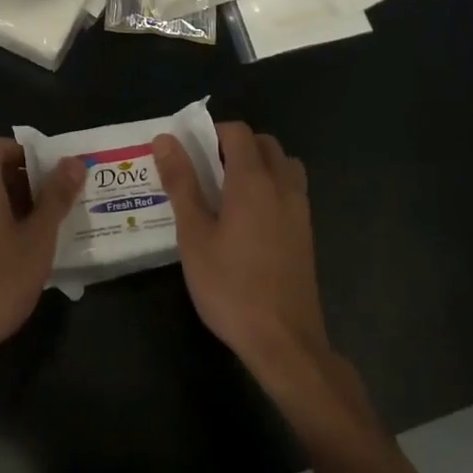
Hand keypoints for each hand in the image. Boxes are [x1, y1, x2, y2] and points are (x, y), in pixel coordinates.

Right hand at [154, 122, 332, 389]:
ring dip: (259, 164)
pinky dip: (272, 186)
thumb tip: (166, 139)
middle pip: (264, 144)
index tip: (189, 152)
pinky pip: (291, 189)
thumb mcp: (194, 235)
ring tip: (229, 191)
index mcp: (253, 180)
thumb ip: (181, 183)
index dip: (212, 132)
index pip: (237, 132)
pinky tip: (249, 219)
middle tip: (205, 170)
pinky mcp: (306, 232)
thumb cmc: (230, 286)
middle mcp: (282, 185)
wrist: (284, 340)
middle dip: (235, 145)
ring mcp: (300, 209)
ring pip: (283, 165)